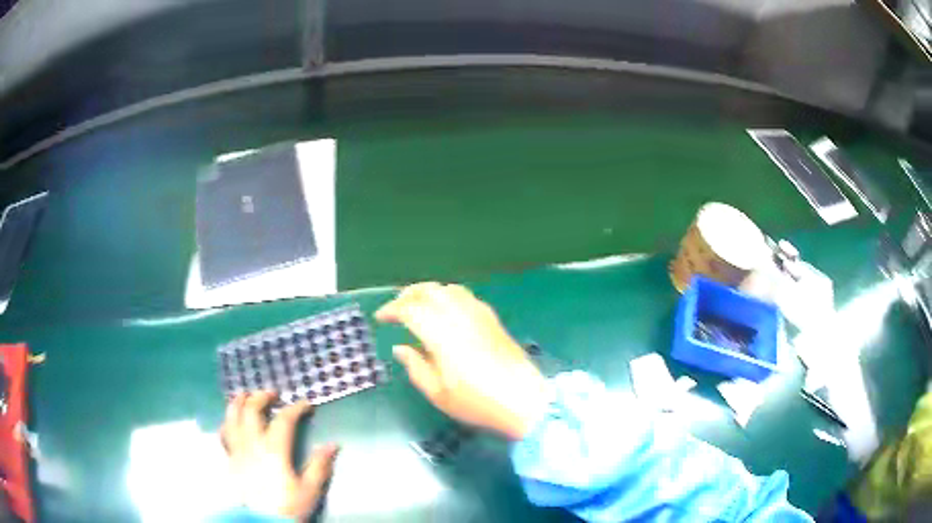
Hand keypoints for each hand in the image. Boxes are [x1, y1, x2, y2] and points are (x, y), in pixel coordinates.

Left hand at [222, 392, 338, 519]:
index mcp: (274, 449)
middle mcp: (252, 443)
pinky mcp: (230, 458)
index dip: (296, 408)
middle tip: (273, 393)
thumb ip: (319, 467)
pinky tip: (231, 420)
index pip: (284, 420)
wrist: (258, 522)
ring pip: (233, 417)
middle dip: (262, 397)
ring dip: (239, 402)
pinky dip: (227, 421)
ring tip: (245, 394)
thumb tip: (333, 445)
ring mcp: (237, 449)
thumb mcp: (309, 491)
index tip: (307, 404)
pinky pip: (224, 433)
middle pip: (252, 410)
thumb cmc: (286, 507)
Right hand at [376, 282, 548, 439]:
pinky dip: (448, 296)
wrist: (523, 400)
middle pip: (430, 290)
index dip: (392, 310)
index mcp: (443, 335)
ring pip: (449, 289)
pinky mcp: (492, 319)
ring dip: (429, 292)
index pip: (411, 309)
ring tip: (418, 307)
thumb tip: (400, 348)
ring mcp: (479, 315)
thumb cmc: (477, 402)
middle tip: (396, 309)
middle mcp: (460, 317)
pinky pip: (466, 296)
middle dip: (408, 294)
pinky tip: (446, 312)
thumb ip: (415, 367)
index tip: (380, 319)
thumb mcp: (438, 393)